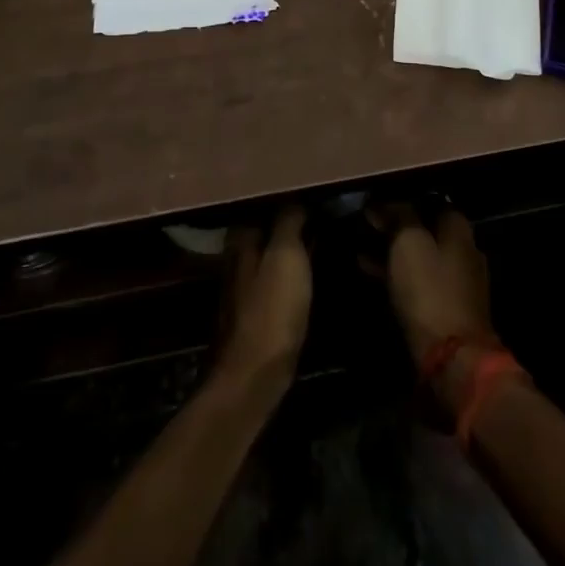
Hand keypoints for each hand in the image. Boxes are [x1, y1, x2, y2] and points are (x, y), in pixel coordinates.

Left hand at [215, 206, 310, 389]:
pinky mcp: (258, 311)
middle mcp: (238, 257)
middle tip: (326, 208)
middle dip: (291, 218)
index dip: (287, 196)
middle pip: (267, 228)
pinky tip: (314, 267)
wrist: (255, 375)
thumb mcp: (286, 254)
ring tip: (326, 232)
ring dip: (295, 243)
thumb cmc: (271, 308)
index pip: (263, 204)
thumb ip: (289, 220)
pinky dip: (295, 267)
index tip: (316, 190)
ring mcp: (246, 286)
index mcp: (241, 239)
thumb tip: (297, 195)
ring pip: (273, 252)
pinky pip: (280, 276)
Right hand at [371, 204, 495, 368]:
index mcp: (459, 229)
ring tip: (360, 247)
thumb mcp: (408, 242)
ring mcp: (457, 282)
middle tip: (365, 223)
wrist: (452, 357)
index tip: (375, 200)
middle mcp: (464, 250)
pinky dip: (397, 273)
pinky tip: (371, 272)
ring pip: (420, 255)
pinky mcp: (447, 309)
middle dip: (396, 225)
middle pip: (426, 228)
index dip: (402, 197)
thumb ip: (398, 215)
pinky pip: (418, 280)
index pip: (430, 199)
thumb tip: (382, 202)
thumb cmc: (429, 289)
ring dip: (393, 250)